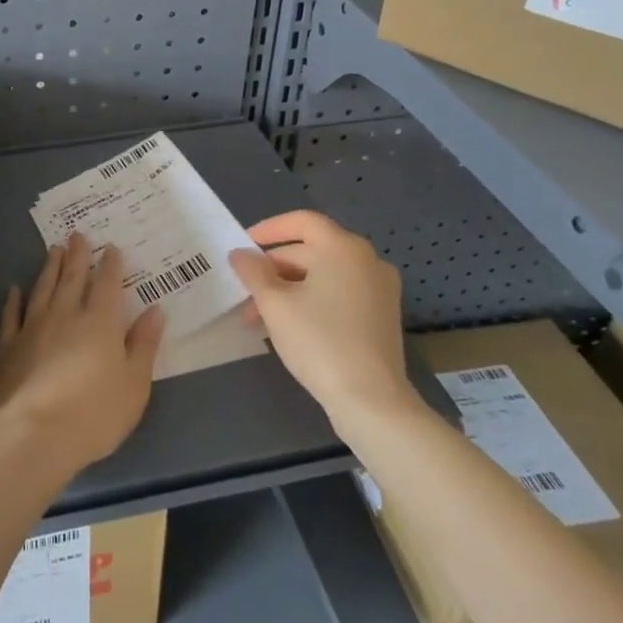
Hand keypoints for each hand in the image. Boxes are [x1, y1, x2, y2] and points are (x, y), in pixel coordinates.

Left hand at [0, 233, 164, 478]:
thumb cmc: (96, 414)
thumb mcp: (135, 384)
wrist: (36, 435)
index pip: (108, 284)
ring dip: (49, 268)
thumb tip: (155, 310)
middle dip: (77, 255)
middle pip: (72, 278)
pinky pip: (11, 316)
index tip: (111, 247)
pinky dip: (13, 300)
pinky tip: (14, 290)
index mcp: (100, 322)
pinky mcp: (8, 347)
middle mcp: (66, 315)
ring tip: (53, 249)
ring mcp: (33, 328)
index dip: (111, 264)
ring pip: (43, 288)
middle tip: (77, 234)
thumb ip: (143, 344)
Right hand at [228, 210, 414, 422]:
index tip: (244, 246)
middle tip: (245, 290)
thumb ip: (253, 272)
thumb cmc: (319, 341)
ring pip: (324, 275)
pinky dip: (312, 300)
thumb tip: (240, 254)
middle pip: (311, 249)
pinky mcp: (382, 315)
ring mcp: (379, 288)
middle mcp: (366, 260)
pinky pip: (340, 293)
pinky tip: (288, 325)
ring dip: (289, 288)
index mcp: (343, 247)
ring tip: (259, 316)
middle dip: (273, 268)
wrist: (371, 401)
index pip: (301, 221)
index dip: (268, 229)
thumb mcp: (275, 304)